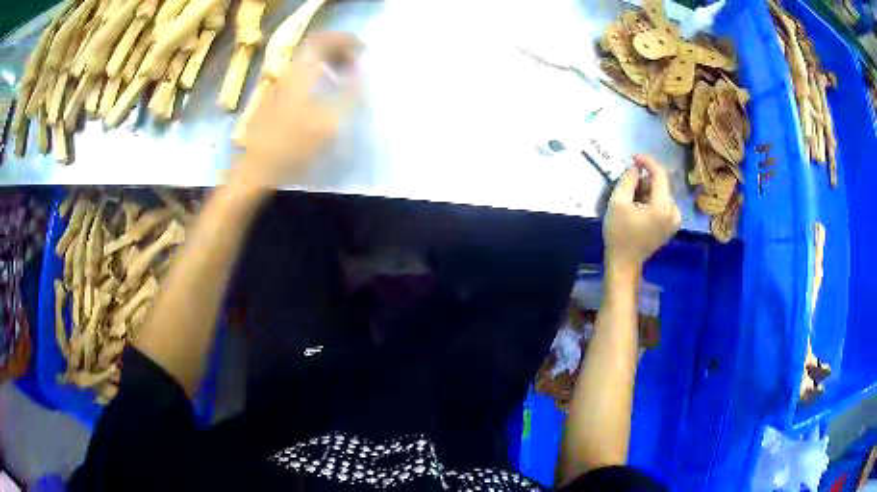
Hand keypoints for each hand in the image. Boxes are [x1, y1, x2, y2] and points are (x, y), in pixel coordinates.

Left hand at [235, 32, 361, 187]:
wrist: (258, 167)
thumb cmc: (293, 146)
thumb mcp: (328, 123)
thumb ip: (349, 95)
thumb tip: (362, 74)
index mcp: (301, 74)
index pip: (322, 40)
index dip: (344, 39)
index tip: (363, 49)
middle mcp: (290, 73)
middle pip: (315, 47)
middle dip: (339, 49)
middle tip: (359, 61)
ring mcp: (282, 85)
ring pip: (309, 61)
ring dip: (330, 61)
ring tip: (349, 74)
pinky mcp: (280, 98)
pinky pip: (304, 74)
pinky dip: (321, 73)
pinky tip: (330, 91)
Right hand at [603, 154, 680, 273]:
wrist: (624, 263)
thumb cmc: (619, 234)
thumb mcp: (618, 202)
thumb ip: (628, 180)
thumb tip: (636, 168)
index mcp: (662, 207)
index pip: (660, 175)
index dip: (647, 162)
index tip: (633, 157)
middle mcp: (674, 212)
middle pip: (661, 185)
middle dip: (645, 181)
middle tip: (627, 187)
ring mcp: (675, 220)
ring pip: (661, 194)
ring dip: (647, 191)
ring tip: (631, 201)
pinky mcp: (671, 226)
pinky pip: (663, 204)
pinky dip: (652, 201)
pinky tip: (639, 208)